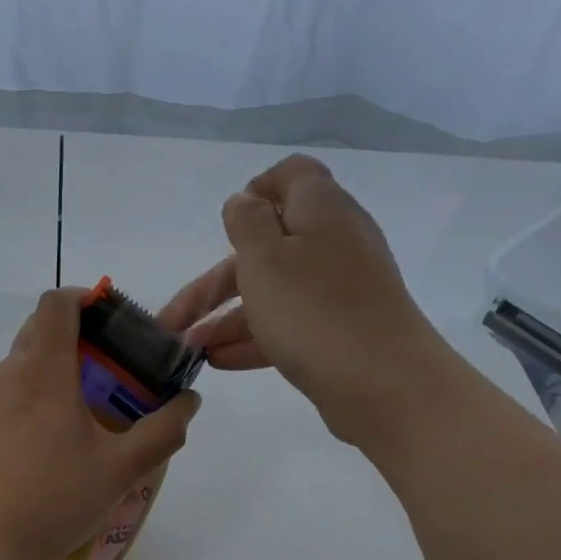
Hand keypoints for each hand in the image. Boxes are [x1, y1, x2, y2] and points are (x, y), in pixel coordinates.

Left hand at [0, 288, 199, 559]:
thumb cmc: (55, 502)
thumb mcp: (122, 470)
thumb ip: (163, 430)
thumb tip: (189, 400)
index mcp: (44, 370)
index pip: (57, 302)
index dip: (85, 299)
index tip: (109, 323)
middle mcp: (5, 371)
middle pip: (38, 330)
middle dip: (74, 341)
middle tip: (104, 378)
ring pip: (17, 364)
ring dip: (46, 373)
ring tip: (68, 417)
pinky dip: (16, 398)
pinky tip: (29, 437)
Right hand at [158, 154, 439, 445]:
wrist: (385, 384)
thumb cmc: (314, 311)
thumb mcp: (265, 258)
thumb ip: (247, 222)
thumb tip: (244, 201)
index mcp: (320, 210)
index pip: (292, 175)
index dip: (256, 190)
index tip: (227, 223)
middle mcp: (334, 242)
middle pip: (266, 247)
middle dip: (214, 283)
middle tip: (174, 320)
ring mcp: (340, 289)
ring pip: (274, 291)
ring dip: (227, 317)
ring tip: (189, 350)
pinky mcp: (342, 329)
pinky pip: (290, 323)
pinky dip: (255, 337)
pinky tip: (219, 362)